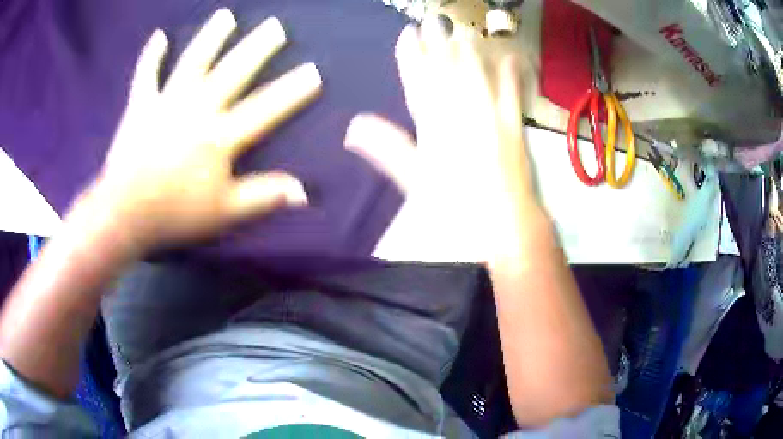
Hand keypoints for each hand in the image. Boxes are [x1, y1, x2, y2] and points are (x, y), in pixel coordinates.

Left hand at [93, 8, 320, 250]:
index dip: (291, 91)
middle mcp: (196, 109)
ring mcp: (166, 102)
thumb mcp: (224, 213)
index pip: (264, 109)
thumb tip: (304, 192)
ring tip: (226, 15)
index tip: (314, 71)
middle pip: (232, 72)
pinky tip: (159, 36)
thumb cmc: (175, 214)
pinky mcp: (140, 106)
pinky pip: (146, 75)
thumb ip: (263, 197)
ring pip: (193, 62)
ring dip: (211, 37)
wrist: (124, 214)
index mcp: (219, 137)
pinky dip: (151, 55)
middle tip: (275, 25)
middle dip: (257, 48)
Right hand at [345, 19, 538, 262]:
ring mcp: (491, 116)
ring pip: (476, 75)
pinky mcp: (515, 126)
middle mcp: (462, 112)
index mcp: (433, 125)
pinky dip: (511, 75)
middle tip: (433, 20)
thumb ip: (386, 148)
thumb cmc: (455, 206)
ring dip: (469, 50)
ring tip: (463, 30)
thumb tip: (352, 127)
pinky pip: (512, 94)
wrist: (503, 223)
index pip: (418, 80)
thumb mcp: (414, 180)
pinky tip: (510, 57)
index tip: (407, 34)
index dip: (412, 55)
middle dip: (438, 44)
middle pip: (447, 71)